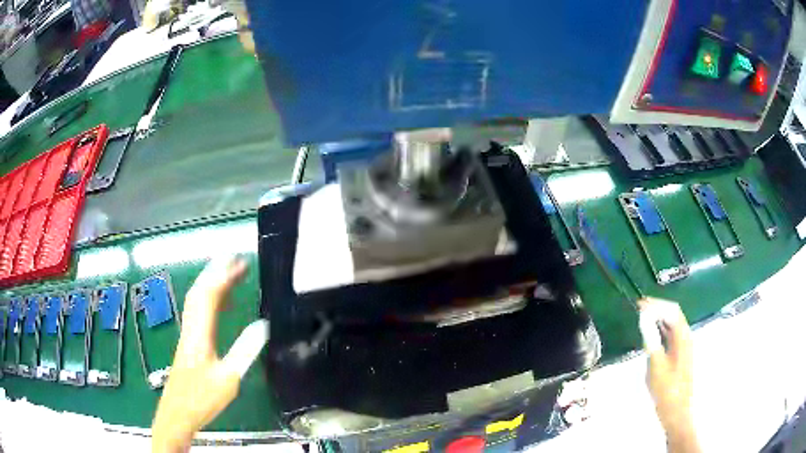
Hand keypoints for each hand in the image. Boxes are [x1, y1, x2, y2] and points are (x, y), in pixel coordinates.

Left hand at [152, 256, 267, 451]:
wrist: (177, 413)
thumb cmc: (202, 399)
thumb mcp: (228, 379)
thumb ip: (244, 352)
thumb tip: (263, 325)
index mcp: (200, 335)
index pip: (209, 297)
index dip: (224, 277)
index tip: (240, 264)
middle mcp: (191, 328)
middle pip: (200, 292)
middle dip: (216, 271)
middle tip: (235, 259)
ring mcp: (187, 335)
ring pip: (196, 300)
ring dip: (211, 283)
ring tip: (230, 274)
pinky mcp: (188, 342)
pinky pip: (197, 312)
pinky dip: (209, 300)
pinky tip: (221, 305)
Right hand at [638, 297, 699, 452]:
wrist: (677, 411)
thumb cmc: (667, 390)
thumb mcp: (656, 366)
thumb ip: (651, 340)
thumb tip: (644, 317)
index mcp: (683, 337)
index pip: (672, 311)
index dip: (656, 304)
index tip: (639, 304)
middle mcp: (686, 337)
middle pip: (674, 314)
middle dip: (658, 308)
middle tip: (639, 307)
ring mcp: (683, 346)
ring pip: (672, 324)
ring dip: (659, 318)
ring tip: (642, 317)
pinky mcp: (679, 355)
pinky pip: (670, 335)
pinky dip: (660, 329)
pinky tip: (651, 333)